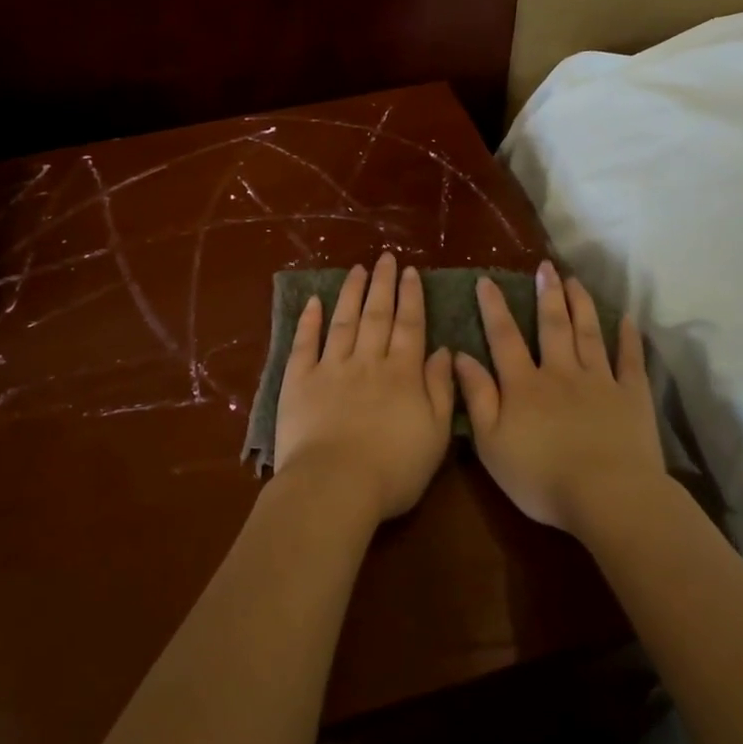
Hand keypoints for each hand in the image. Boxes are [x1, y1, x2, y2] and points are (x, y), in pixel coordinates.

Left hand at [273, 253, 456, 520]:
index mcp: (402, 373)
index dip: (411, 296)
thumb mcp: (435, 434)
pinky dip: (309, 321)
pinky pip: (305, 343)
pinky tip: (314, 302)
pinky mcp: (299, 381)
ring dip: (351, 292)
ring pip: (343, 321)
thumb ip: (441, 390)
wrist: (334, 485)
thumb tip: (443, 351)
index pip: (409, 325)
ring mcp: (330, 368)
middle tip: (385, 258)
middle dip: (382, 284)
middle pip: (377, 315)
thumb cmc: (393, 469)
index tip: (411, 271)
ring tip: (357, 269)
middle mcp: (367, 361)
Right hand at [452, 261, 666, 533]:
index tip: (487, 280)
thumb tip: (460, 355)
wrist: (607, 496)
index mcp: (525, 384)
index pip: (504, 337)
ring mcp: (600, 381)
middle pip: (552, 326)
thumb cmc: (540, 477)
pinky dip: (628, 338)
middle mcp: (561, 372)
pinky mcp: (632, 397)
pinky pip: (630, 360)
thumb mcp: (491, 442)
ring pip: (589, 334)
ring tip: (576, 281)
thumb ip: (477, 396)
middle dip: (547, 294)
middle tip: (546, 267)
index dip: (494, 308)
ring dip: (581, 305)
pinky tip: (627, 319)